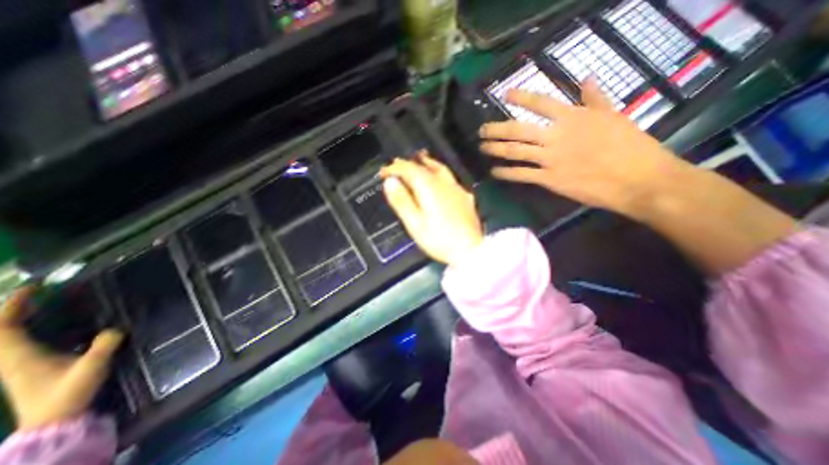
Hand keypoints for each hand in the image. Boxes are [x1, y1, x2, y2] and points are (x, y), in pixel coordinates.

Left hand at [0, 287, 121, 432]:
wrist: (54, 421)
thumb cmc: (68, 393)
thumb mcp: (91, 367)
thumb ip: (104, 345)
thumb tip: (114, 329)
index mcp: (19, 357)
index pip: (4, 328)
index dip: (13, 306)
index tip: (33, 289)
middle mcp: (10, 359)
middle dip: (12, 311)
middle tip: (37, 294)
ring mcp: (16, 365)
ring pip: (5, 338)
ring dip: (17, 320)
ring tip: (41, 306)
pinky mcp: (26, 369)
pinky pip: (18, 343)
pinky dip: (26, 330)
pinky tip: (50, 326)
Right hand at [378, 153, 483, 266]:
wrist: (470, 251)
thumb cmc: (439, 240)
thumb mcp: (415, 223)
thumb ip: (402, 201)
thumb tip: (390, 182)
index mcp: (430, 189)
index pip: (410, 170)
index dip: (395, 168)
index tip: (384, 172)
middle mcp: (445, 184)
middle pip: (425, 167)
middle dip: (408, 164)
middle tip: (396, 164)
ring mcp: (457, 189)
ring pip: (440, 169)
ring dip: (426, 163)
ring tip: (419, 159)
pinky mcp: (465, 197)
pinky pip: (450, 178)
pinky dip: (439, 173)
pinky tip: (439, 178)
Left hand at [477, 78, 691, 219]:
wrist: (636, 179)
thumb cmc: (629, 146)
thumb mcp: (614, 116)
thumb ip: (595, 98)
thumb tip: (585, 78)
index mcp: (573, 117)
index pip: (540, 102)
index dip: (520, 97)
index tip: (505, 95)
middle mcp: (556, 136)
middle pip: (517, 129)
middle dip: (496, 129)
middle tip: (481, 131)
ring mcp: (549, 159)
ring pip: (515, 151)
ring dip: (495, 149)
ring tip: (482, 148)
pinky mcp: (548, 179)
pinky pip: (521, 175)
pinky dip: (505, 173)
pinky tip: (494, 172)